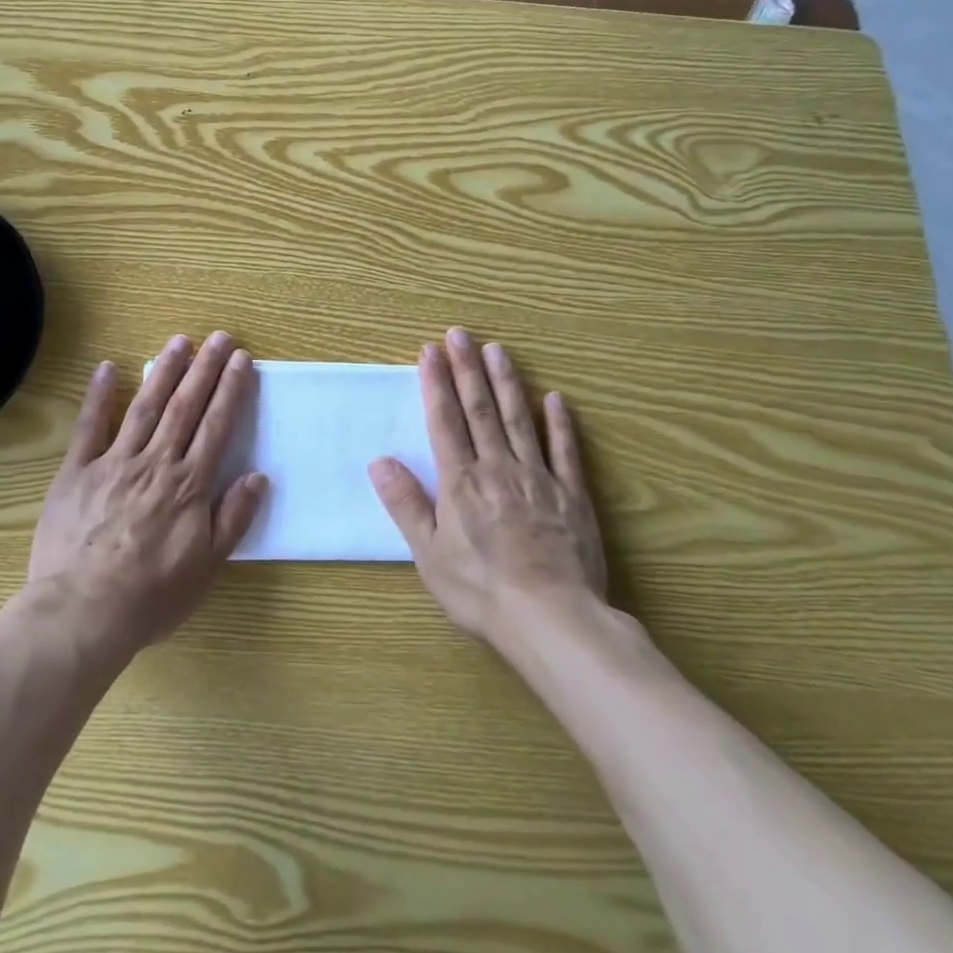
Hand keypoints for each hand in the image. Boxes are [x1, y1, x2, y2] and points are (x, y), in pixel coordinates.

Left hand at [27, 331, 265, 660]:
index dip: (231, 390)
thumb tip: (258, 476)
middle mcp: (155, 463)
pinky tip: (109, 367)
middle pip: (185, 406)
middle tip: (220, 336)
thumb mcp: (206, 567)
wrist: (83, 611)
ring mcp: (114, 462)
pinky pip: (89, 426)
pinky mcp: (76, 470)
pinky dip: (99, 394)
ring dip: (164, 370)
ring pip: (145, 406)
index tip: (242, 360)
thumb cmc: (151, 596)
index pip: (216, 426)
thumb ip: (233, 518)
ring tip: (180, 341)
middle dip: (205, 368)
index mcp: (188, 485)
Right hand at [368, 327, 606, 647]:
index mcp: (461, 481)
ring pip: (519, 420)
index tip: (430, 350)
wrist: (551, 619)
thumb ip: (405, 504)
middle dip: (467, 369)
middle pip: (480, 409)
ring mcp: (539, 479)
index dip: (436, 383)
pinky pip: (565, 452)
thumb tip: (379, 461)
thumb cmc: (480, 590)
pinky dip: (560, 424)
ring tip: (498, 350)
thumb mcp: (428, 554)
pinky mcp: (572, 497)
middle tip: (460, 334)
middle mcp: (498, 469)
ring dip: (507, 382)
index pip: (445, 420)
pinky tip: (554, 398)